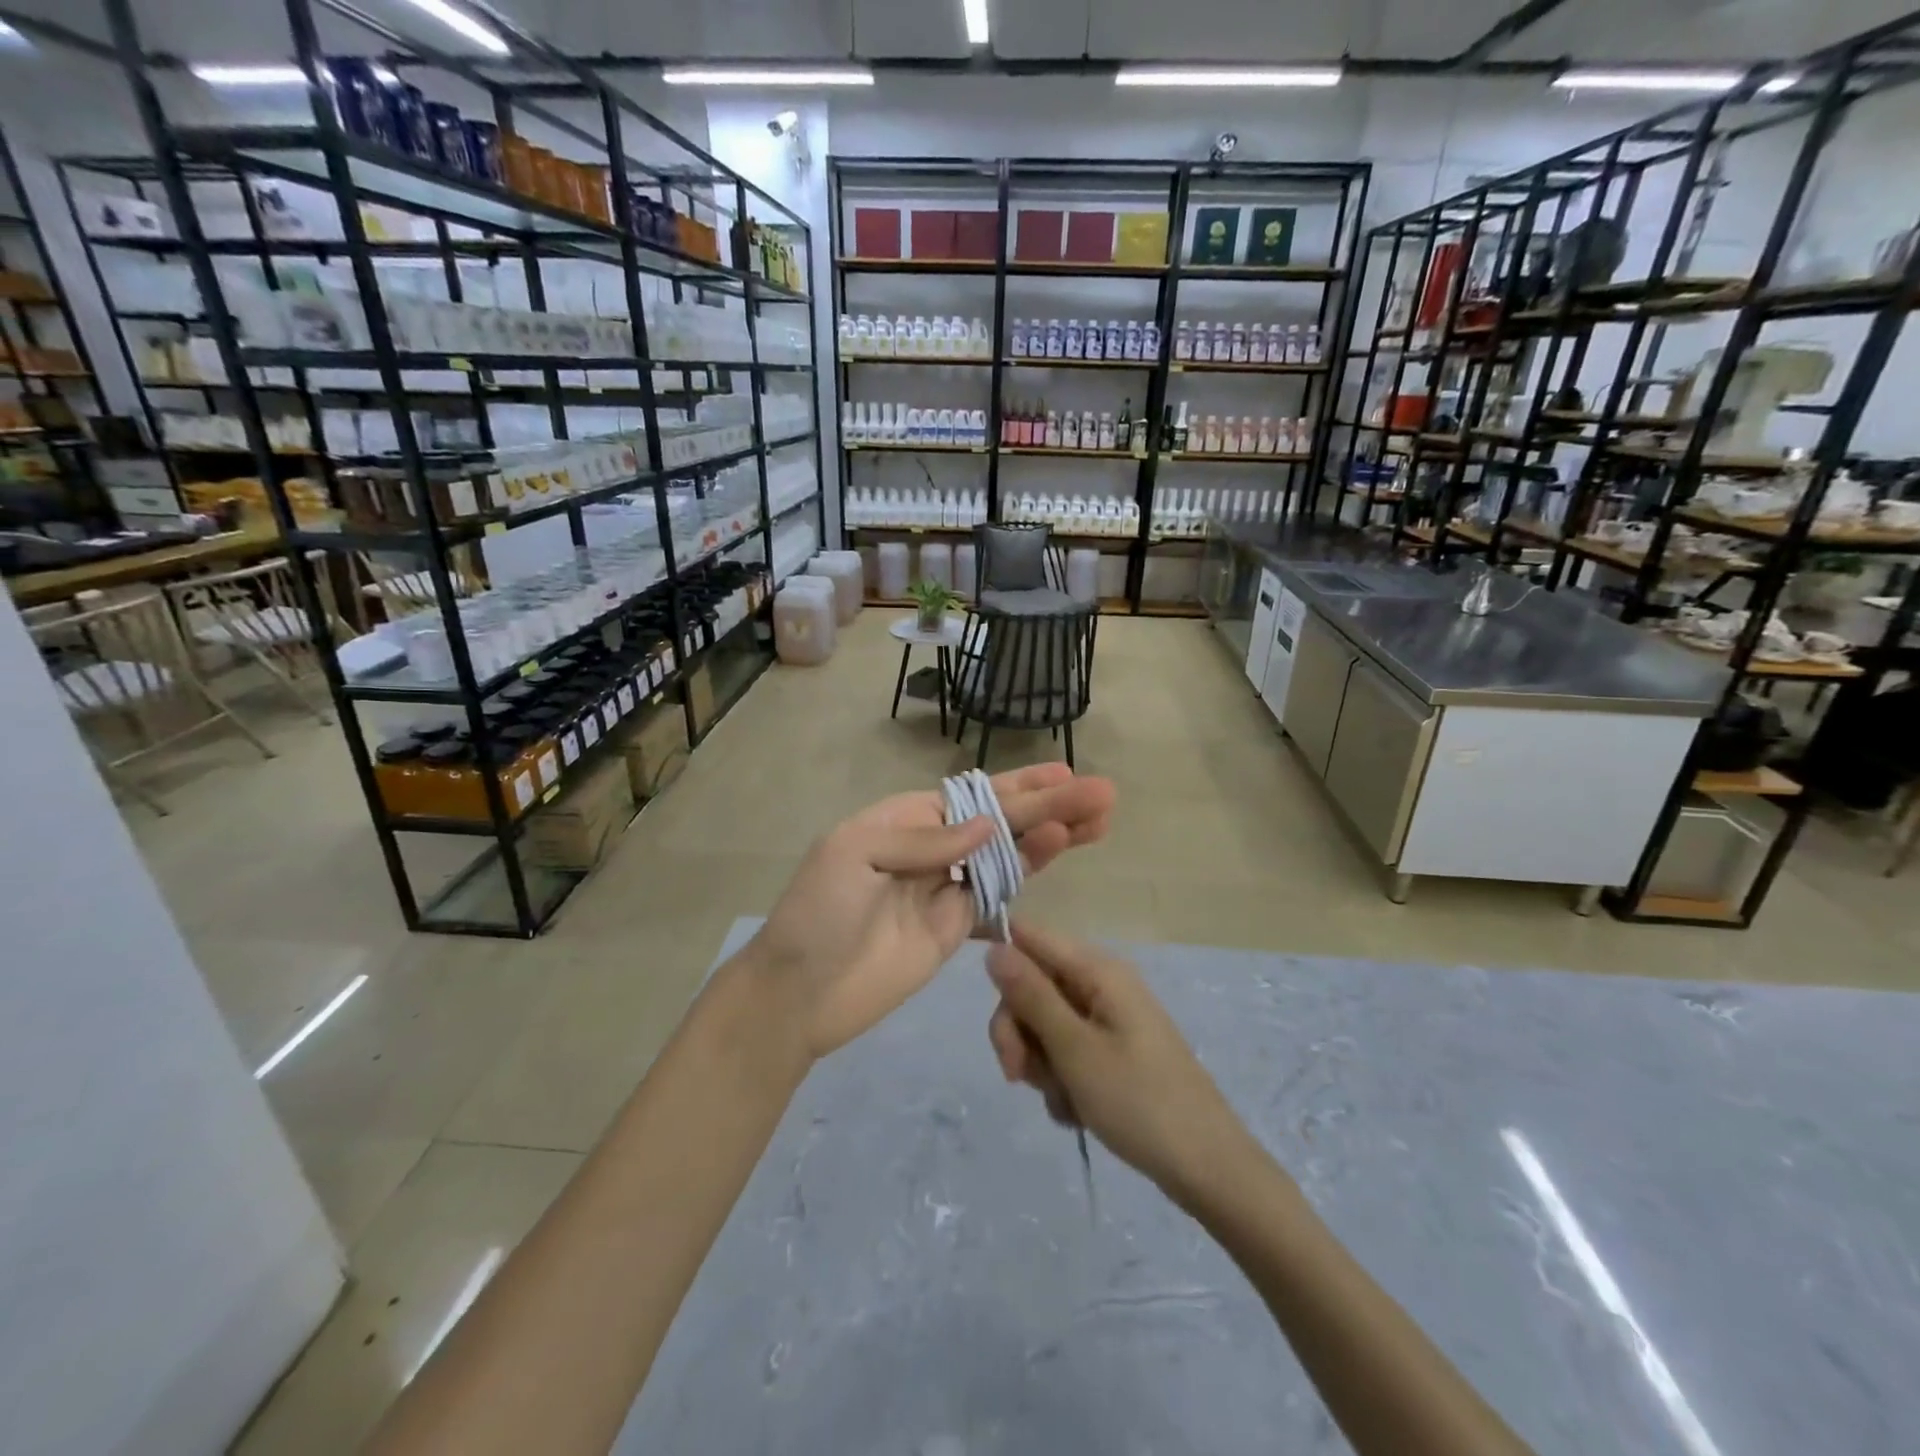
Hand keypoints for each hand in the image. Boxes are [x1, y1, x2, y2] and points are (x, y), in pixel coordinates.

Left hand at [745, 765, 1114, 1061]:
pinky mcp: (956, 927)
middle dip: (1050, 806)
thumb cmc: (819, 912)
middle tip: (1103, 794)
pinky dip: (1027, 870)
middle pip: (1000, 821)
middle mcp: (932, 847)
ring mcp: (947, 888)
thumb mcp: (855, 854)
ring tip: (1099, 819)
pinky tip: (1057, 851)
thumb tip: (985, 825)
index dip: (1018, 785)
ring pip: (1009, 852)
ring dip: (1051, 834)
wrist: (801, 994)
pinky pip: (998, 892)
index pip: (972, 795)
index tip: (1063, 775)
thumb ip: (922, 838)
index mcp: (904, 820)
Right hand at [986, 921, 1255, 1207]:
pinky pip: (1066, 1052)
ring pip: (1045, 1025)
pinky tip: (1076, 1111)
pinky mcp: (1113, 1052)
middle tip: (1017, 1075)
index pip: (1030, 938)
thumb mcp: (1074, 1049)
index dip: (1003, 966)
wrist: (1207, 1168)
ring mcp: (1108, 1020)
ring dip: (1040, 1063)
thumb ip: (1031, 996)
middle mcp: (1102, 985)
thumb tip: (994, 948)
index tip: (997, 1015)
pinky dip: (1062, 1081)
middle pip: (1033, 987)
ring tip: (1062, 1098)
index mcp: (1097, 970)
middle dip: (1018, 1031)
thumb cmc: (1139, 1101)